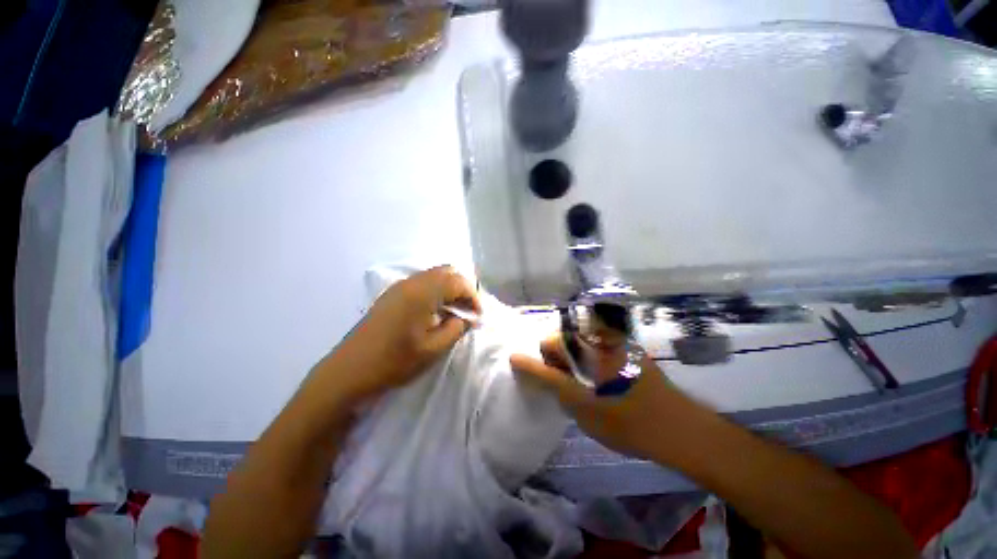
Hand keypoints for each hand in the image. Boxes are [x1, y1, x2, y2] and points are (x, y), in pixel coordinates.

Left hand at [329, 266, 480, 401]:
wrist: (349, 371)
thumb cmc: (394, 361)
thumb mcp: (433, 349)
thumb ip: (456, 329)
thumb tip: (466, 318)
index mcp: (423, 292)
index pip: (458, 281)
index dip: (473, 297)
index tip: (478, 316)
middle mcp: (411, 282)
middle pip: (447, 272)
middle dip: (462, 289)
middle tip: (467, 311)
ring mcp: (399, 287)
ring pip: (434, 276)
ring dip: (449, 289)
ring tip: (454, 312)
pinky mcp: (392, 295)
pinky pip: (421, 283)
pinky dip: (435, 292)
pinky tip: (434, 312)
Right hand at [510, 334, 680, 459]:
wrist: (679, 429)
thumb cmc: (627, 422)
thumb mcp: (580, 406)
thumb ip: (548, 380)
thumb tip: (518, 360)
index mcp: (586, 348)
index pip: (548, 344)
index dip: (545, 365)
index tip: (555, 385)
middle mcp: (598, 337)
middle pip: (562, 341)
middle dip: (560, 363)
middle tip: (573, 390)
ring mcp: (614, 340)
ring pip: (578, 343)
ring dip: (575, 362)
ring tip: (589, 388)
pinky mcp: (626, 346)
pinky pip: (595, 346)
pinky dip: (590, 361)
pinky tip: (604, 383)